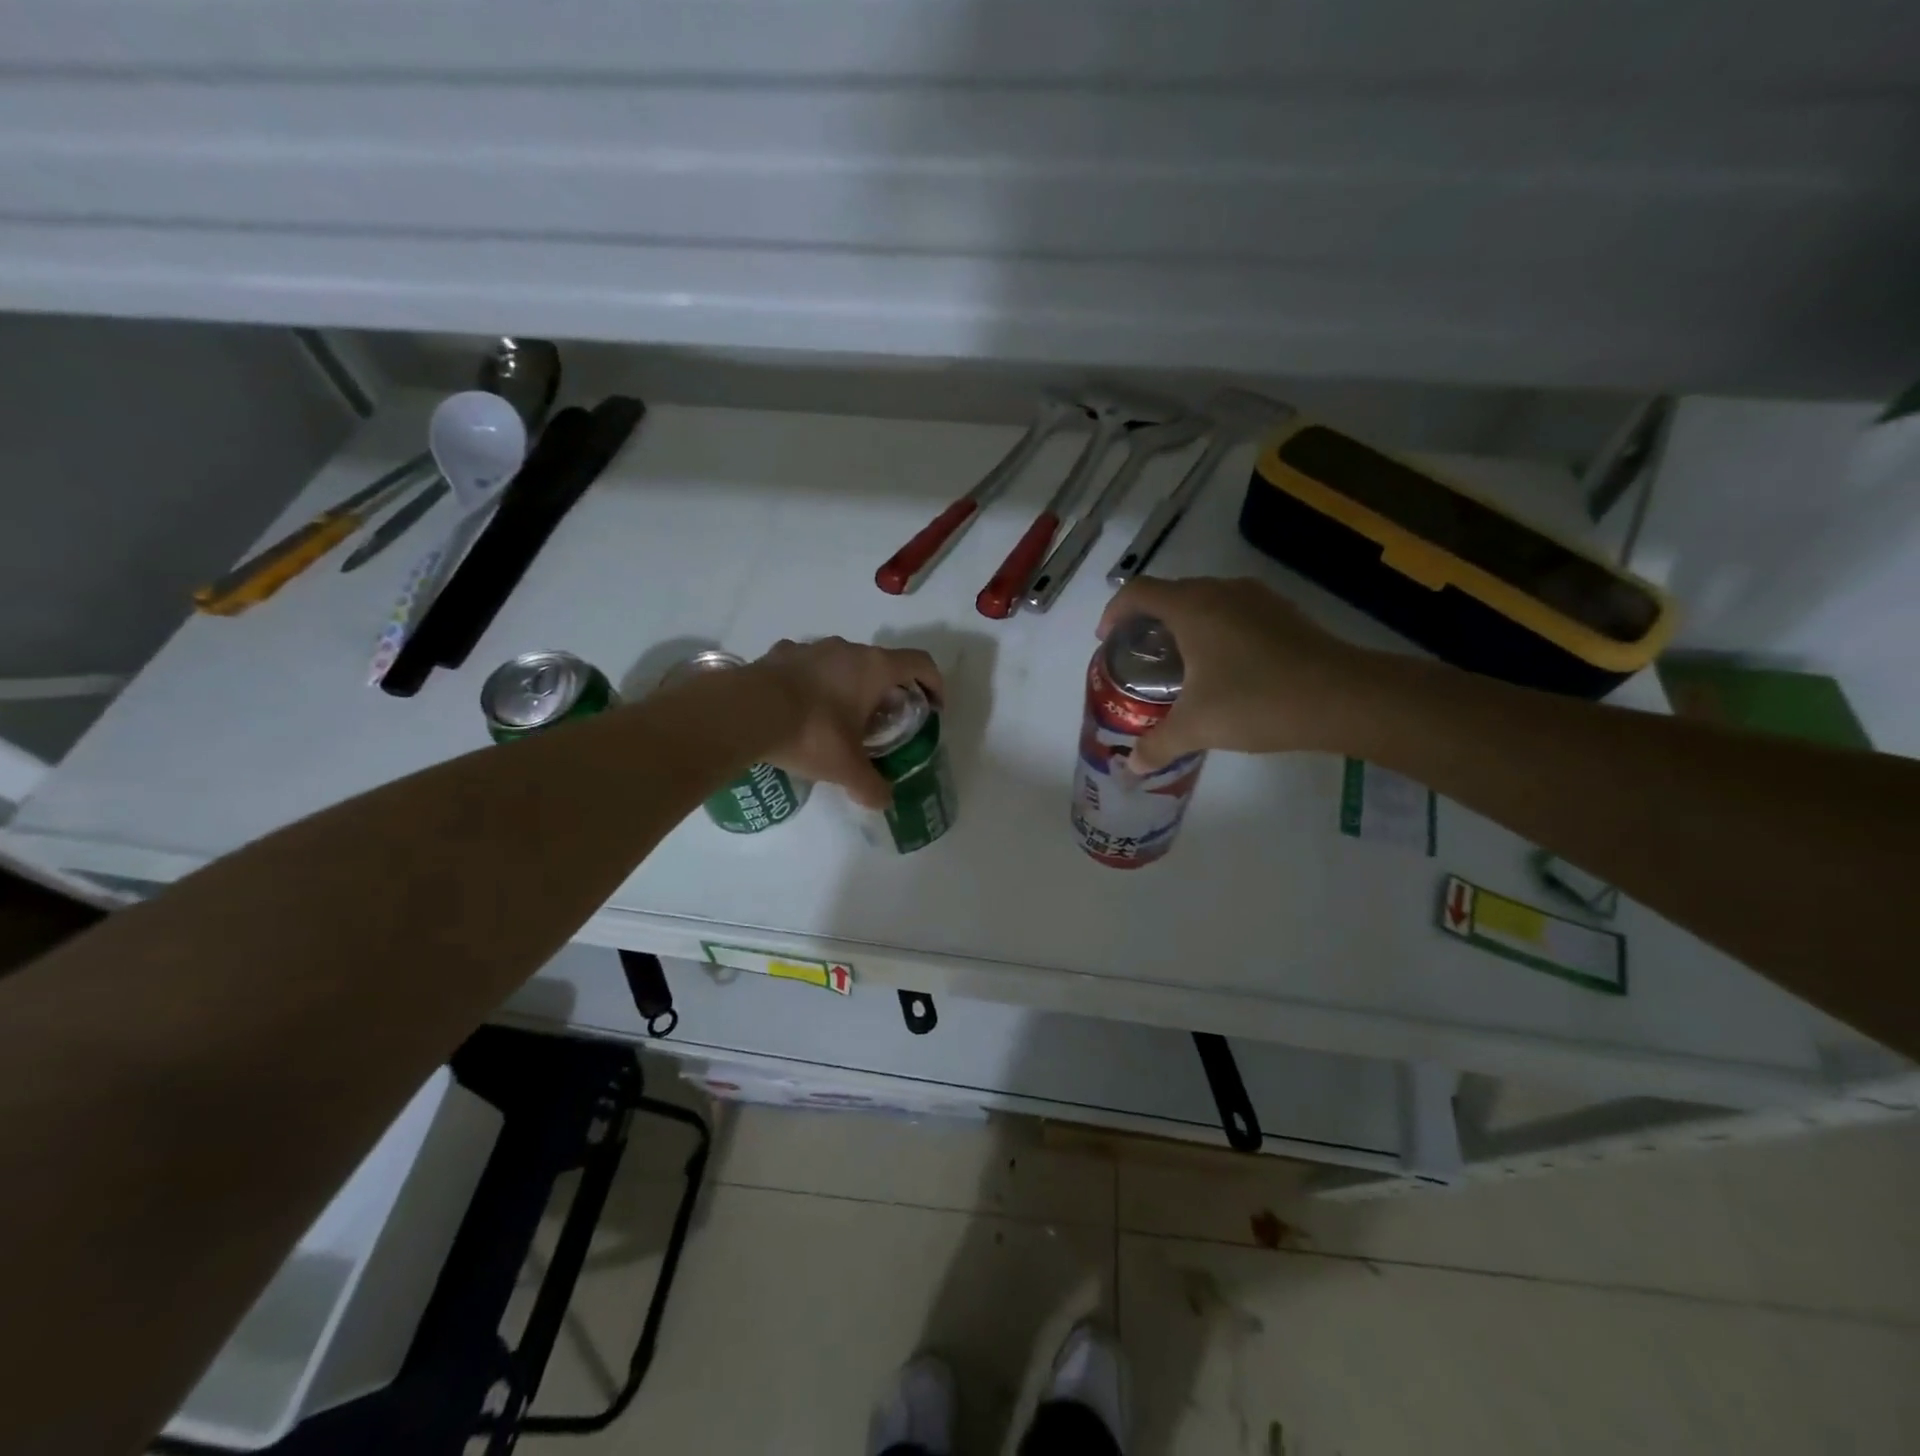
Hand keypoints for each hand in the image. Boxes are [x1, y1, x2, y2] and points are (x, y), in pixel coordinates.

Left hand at [749, 638, 944, 809]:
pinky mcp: (780, 654)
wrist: (744, 712)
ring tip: (839, 716)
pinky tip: (800, 709)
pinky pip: (807, 666)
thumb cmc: (811, 733)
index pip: (920, 663)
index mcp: (874, 668)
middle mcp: (847, 649)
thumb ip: (870, 786)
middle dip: (888, 690)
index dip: (934, 683)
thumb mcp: (846, 768)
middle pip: (882, 663)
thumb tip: (883, 802)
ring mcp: (811, 648)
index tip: (933, 707)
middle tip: (883, 722)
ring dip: (849, 684)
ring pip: (843, 662)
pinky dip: (813, 683)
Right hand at [1097, 576, 1368, 770]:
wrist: (1344, 697)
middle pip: (1170, 593)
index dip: (1114, 612)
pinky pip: (1234, 611)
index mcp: (1191, 607)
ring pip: (1205, 601)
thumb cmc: (1257, 701)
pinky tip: (1224, 667)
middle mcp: (1221, 591)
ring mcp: (1257, 599)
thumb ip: (1157, 744)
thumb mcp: (1197, 727)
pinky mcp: (1283, 613)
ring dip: (1183, 624)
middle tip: (1140, 657)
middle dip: (1147, 621)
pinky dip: (1215, 630)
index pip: (1137, 592)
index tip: (1106, 640)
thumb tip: (1132, 766)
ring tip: (1178, 662)